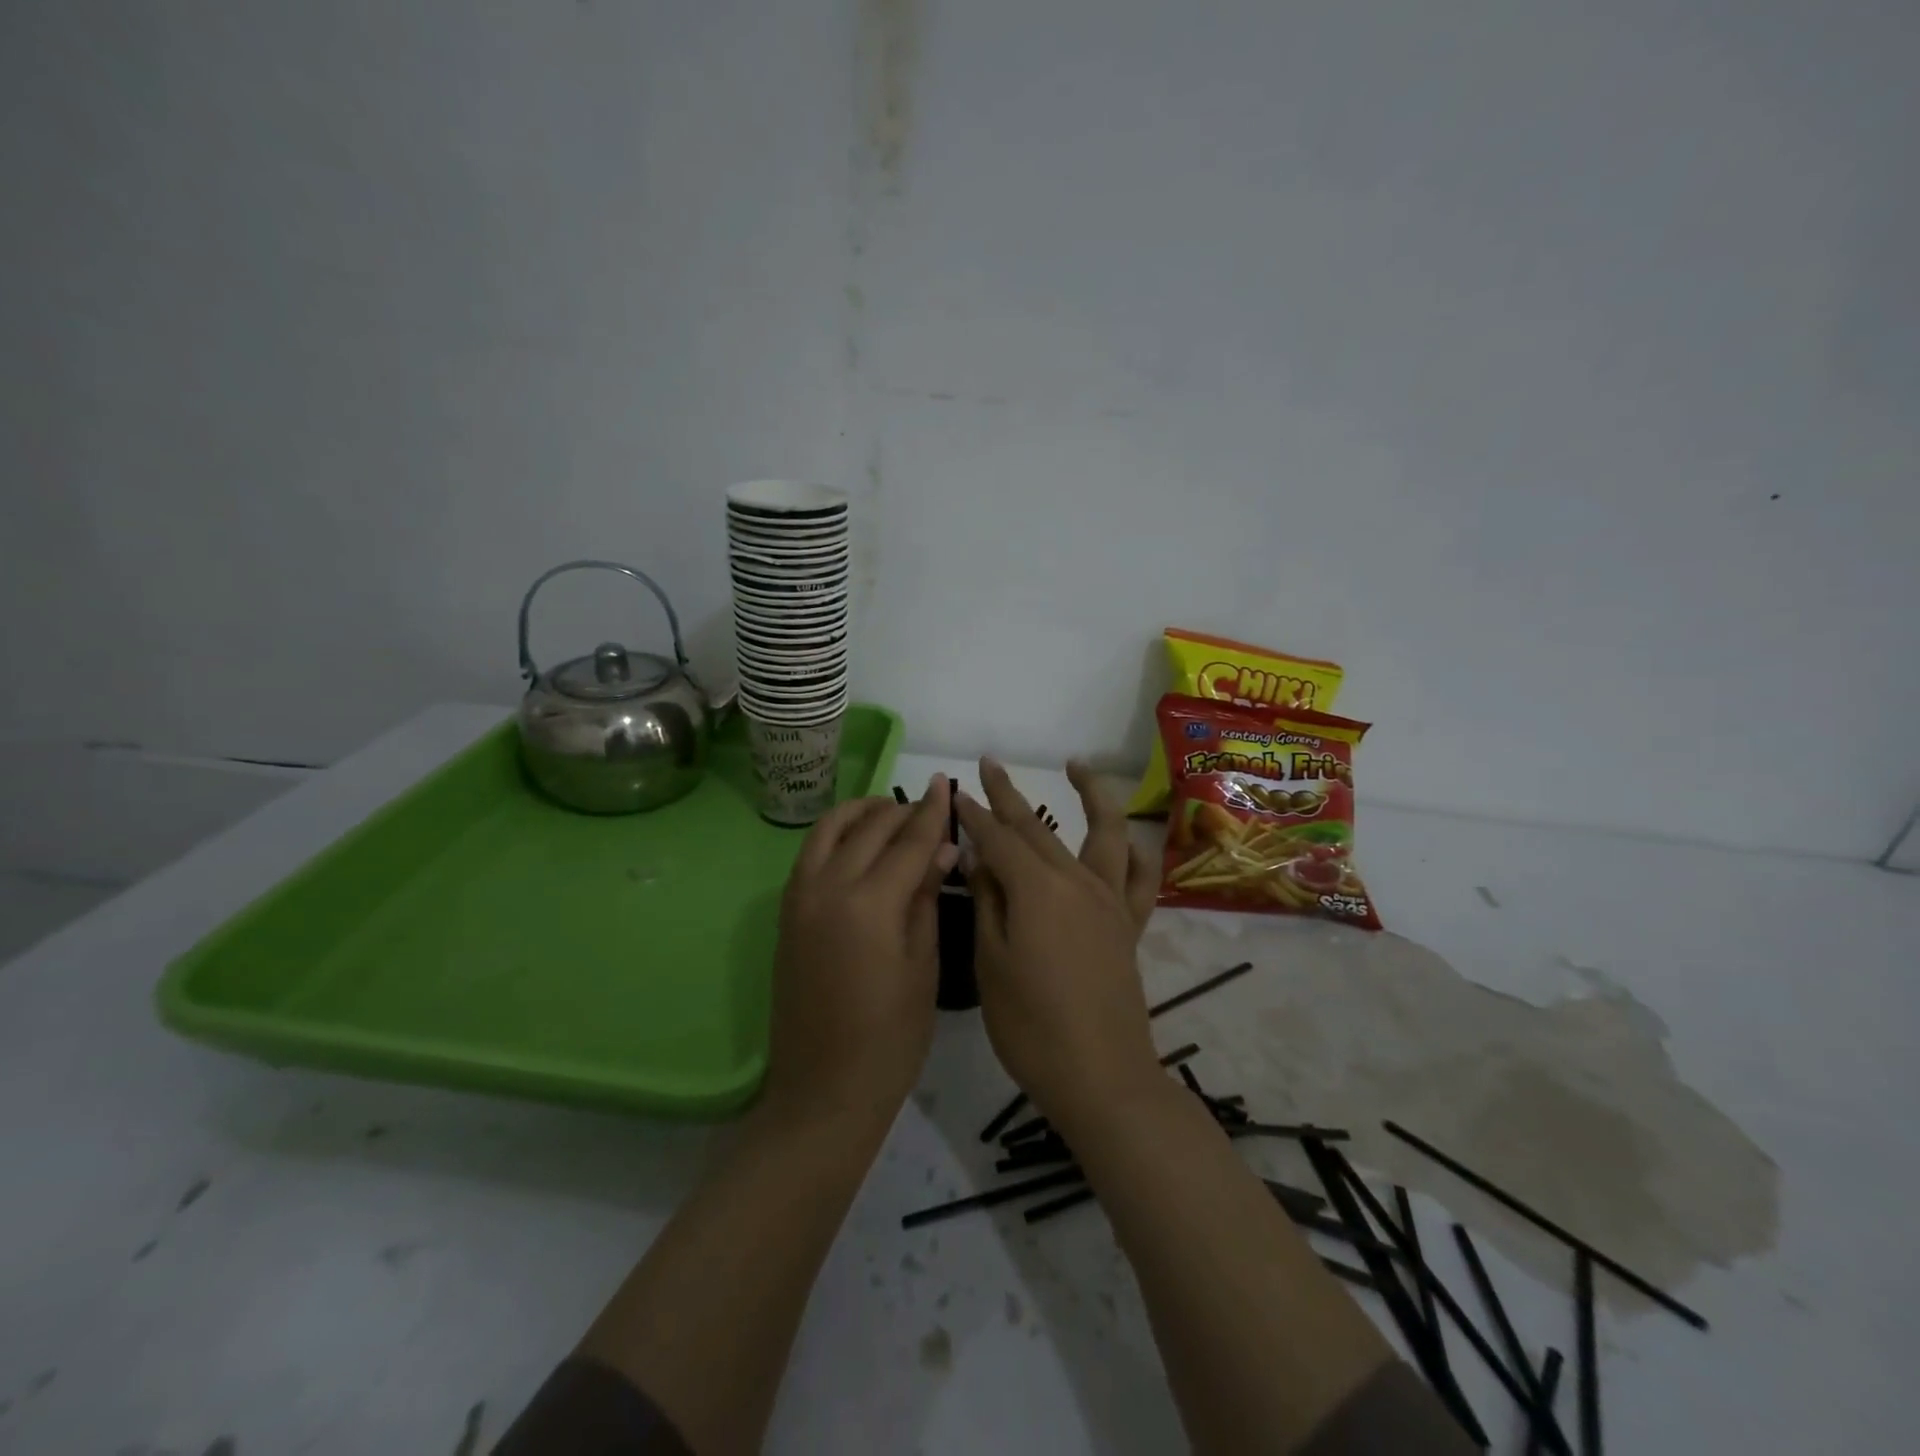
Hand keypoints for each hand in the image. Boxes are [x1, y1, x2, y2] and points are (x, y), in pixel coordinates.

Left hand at [763, 774, 956, 1123]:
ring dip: (861, 813)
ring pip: (830, 830)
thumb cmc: (890, 1038)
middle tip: (929, 806)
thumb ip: (926, 898)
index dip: (931, 811)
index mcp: (869, 904)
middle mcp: (828, 888)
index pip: (908, 841)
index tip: (946, 783)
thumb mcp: (923, 965)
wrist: (823, 1090)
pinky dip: (836, 835)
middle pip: (869, 828)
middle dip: (902, 810)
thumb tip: (942, 849)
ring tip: (889, 813)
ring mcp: (799, 898)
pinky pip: (811, 854)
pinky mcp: (786, 913)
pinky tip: (857, 843)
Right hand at [958, 759, 1161, 1131]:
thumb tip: (975, 856)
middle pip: (1037, 827)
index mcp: (1036, 888)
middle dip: (1008, 795)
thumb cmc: (1031, 1026)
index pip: (997, 838)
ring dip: (1091, 794)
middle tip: (989, 765)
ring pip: (1103, 832)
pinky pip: (1141, 879)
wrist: (1101, 1078)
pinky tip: (1129, 840)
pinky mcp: (1129, 925)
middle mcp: (1077, 881)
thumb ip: (986, 901)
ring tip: (1077, 766)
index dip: (973, 815)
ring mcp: (1109, 901)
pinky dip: (1137, 853)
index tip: (954, 793)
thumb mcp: (991, 962)